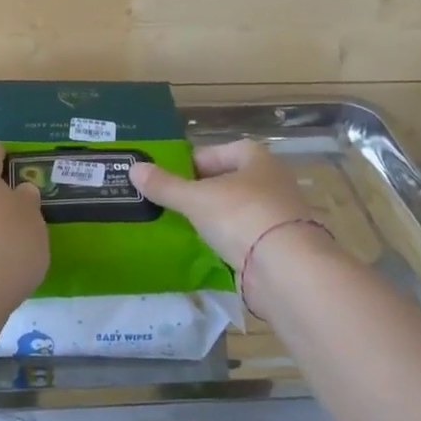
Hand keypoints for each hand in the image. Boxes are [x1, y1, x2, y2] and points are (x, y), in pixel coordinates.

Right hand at [129, 139, 318, 269]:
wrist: (288, 269)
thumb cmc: (241, 216)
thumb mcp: (195, 199)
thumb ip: (165, 185)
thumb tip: (133, 168)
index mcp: (257, 158)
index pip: (218, 151)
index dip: (192, 162)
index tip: (170, 178)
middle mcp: (272, 181)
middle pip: (229, 180)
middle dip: (202, 191)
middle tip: (172, 203)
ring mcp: (279, 214)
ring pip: (237, 210)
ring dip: (215, 217)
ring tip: (184, 227)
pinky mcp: (280, 246)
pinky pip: (245, 236)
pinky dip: (228, 241)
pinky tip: (207, 250)